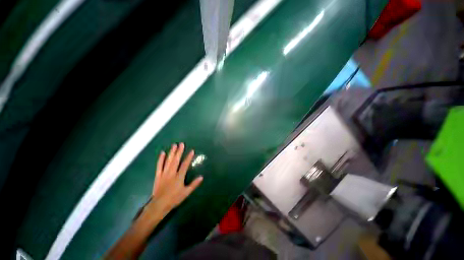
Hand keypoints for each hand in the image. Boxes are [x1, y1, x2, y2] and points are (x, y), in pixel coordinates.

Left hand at [151, 143, 202, 211]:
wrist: (159, 205)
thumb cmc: (174, 199)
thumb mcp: (186, 192)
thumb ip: (194, 184)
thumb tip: (201, 177)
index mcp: (179, 177)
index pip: (185, 165)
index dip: (188, 157)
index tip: (191, 151)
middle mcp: (171, 173)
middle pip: (176, 160)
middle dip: (179, 151)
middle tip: (181, 144)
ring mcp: (164, 173)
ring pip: (168, 161)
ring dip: (171, 152)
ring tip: (174, 145)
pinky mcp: (158, 175)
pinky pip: (159, 166)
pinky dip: (160, 159)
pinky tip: (162, 153)